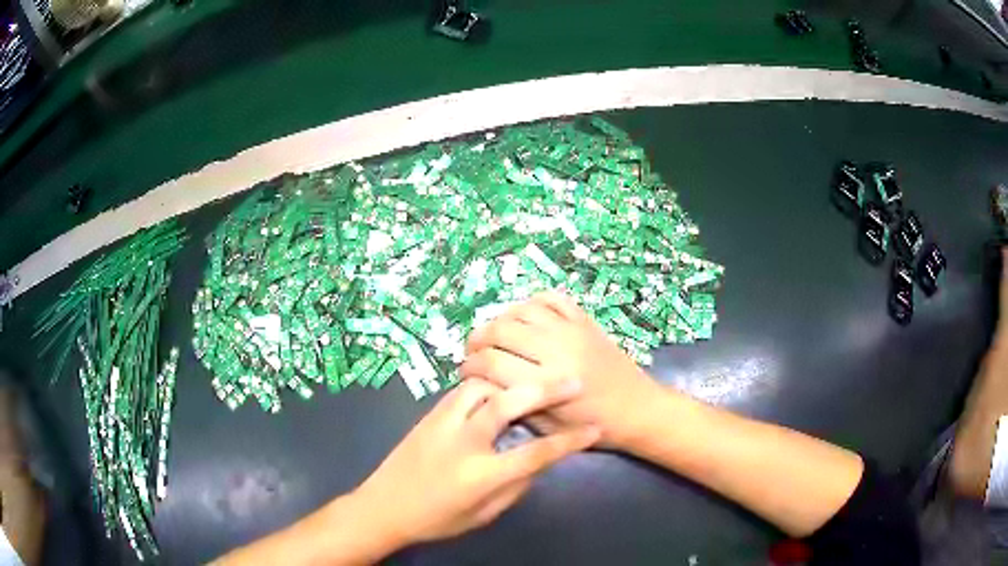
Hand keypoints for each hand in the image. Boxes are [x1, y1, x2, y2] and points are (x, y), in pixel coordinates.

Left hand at [355, 378, 598, 546]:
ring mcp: (442, 424)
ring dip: (511, 382)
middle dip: (545, 390)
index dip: (570, 441)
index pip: (536, 454)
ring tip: (531, 382)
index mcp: (481, 475)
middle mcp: (463, 442)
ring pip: (482, 387)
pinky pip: (462, 391)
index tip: (594, 428)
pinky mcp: (428, 416)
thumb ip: (515, 487)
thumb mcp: (483, 515)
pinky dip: (486, 387)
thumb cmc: (436, 520)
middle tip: (572, 381)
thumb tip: (538, 461)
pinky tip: (496, 391)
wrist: (383, 507)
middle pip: (508, 404)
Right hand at [460, 292, 662, 446]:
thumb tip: (484, 382)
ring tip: (494, 336)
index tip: (465, 373)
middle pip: (500, 331)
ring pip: (521, 311)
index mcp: (547, 383)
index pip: (491, 364)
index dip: (470, 366)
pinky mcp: (585, 320)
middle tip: (474, 354)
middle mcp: (557, 350)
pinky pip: (551, 299)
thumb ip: (515, 403)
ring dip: (499, 320)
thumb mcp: (548, 428)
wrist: (638, 409)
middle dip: (477, 341)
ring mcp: (572, 330)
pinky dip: (531, 303)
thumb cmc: (593, 427)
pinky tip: (524, 319)